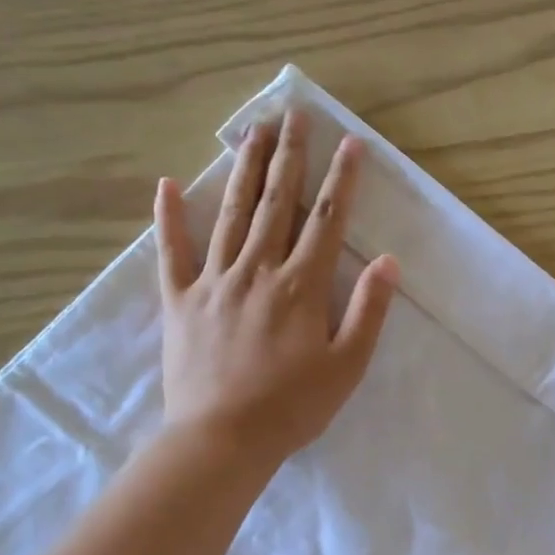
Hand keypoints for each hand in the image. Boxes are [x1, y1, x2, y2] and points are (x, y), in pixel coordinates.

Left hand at [153, 109, 398, 464]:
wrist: (222, 440)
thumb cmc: (293, 407)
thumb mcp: (348, 365)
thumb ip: (368, 310)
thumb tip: (388, 261)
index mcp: (300, 286)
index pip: (326, 220)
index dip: (341, 179)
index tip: (350, 142)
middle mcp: (256, 270)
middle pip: (276, 202)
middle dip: (289, 156)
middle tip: (294, 114)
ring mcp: (213, 281)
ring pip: (230, 213)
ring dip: (243, 169)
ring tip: (252, 131)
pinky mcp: (179, 300)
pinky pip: (172, 252)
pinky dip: (169, 218)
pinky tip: (167, 185)